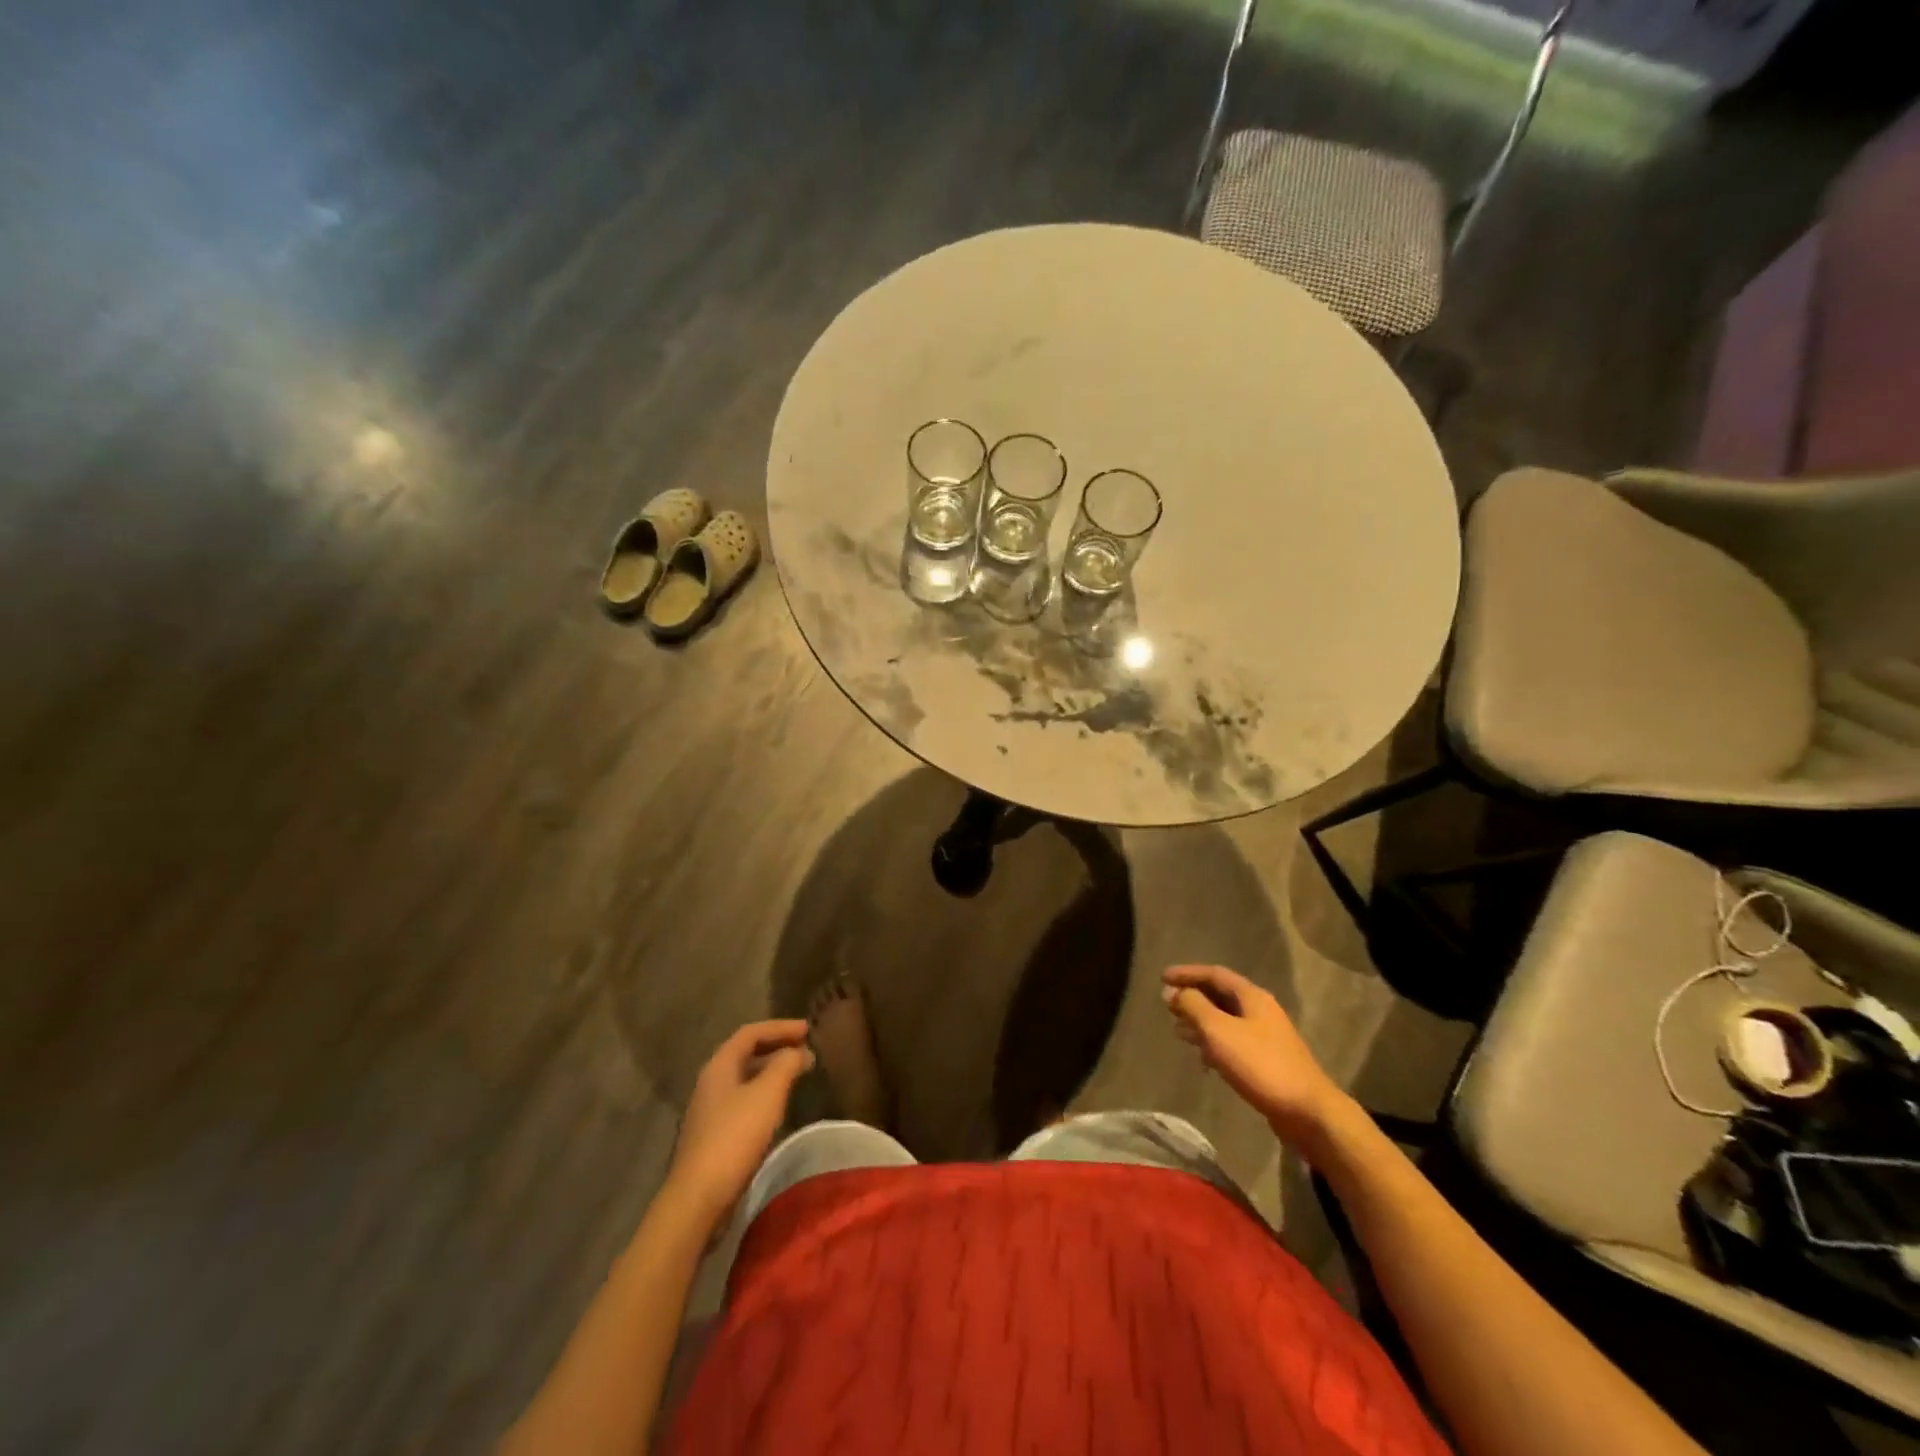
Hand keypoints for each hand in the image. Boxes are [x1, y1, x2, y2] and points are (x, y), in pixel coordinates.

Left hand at [667, 1020, 814, 1228]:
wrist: (698, 1198)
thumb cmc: (734, 1136)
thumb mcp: (767, 1094)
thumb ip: (786, 1065)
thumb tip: (799, 1051)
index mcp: (719, 1065)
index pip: (751, 1032)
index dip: (780, 1027)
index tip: (808, 1029)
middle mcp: (711, 1082)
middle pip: (746, 1053)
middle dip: (777, 1047)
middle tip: (806, 1049)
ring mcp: (710, 1111)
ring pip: (745, 1079)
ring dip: (772, 1072)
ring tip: (798, 1075)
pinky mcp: (714, 1136)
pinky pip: (743, 1101)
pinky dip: (765, 1095)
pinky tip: (779, 1108)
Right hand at [1161, 965, 1354, 1153]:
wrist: (1308, 1112)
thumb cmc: (1260, 1065)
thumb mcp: (1219, 1031)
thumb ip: (1194, 1007)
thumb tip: (1173, 992)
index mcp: (1252, 997)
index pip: (1214, 974)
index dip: (1187, 973)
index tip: (1162, 978)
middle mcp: (1260, 1011)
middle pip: (1221, 995)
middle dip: (1193, 997)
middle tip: (1167, 1005)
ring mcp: (1266, 1037)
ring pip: (1226, 1020)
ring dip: (1201, 1021)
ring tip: (1178, 1030)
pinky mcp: (1267, 1061)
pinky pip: (1233, 1041)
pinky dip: (1214, 1042)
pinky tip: (1203, 1058)